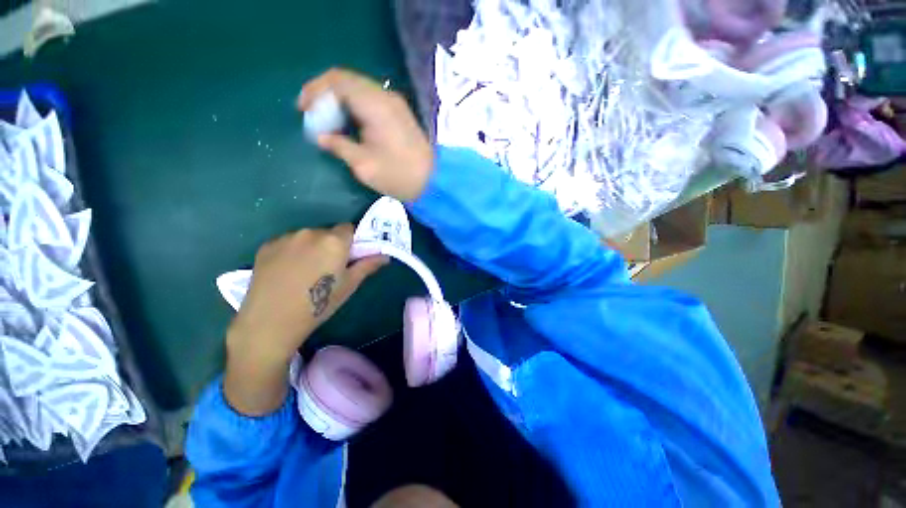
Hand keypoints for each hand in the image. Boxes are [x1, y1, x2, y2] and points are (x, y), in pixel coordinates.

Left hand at [224, 225, 386, 415]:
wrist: (270, 322)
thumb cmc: (318, 304)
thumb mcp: (349, 286)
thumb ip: (367, 266)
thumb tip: (385, 256)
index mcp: (334, 241)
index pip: (349, 228)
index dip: (351, 242)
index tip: (348, 257)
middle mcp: (310, 232)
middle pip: (328, 232)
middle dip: (331, 245)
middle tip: (327, 268)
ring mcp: (286, 237)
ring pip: (307, 237)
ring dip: (311, 247)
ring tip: (304, 272)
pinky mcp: (267, 245)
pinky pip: (288, 242)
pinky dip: (292, 251)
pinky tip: (287, 272)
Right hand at [298, 68, 433, 201]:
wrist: (433, 182)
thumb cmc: (399, 176)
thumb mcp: (364, 165)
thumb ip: (340, 146)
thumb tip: (322, 137)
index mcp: (375, 105)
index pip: (338, 80)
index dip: (315, 90)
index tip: (303, 109)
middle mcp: (386, 97)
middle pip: (347, 80)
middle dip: (325, 94)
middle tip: (313, 115)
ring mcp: (395, 104)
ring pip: (359, 89)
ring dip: (340, 100)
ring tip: (328, 120)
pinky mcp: (400, 113)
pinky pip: (370, 100)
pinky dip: (354, 106)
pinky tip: (348, 123)